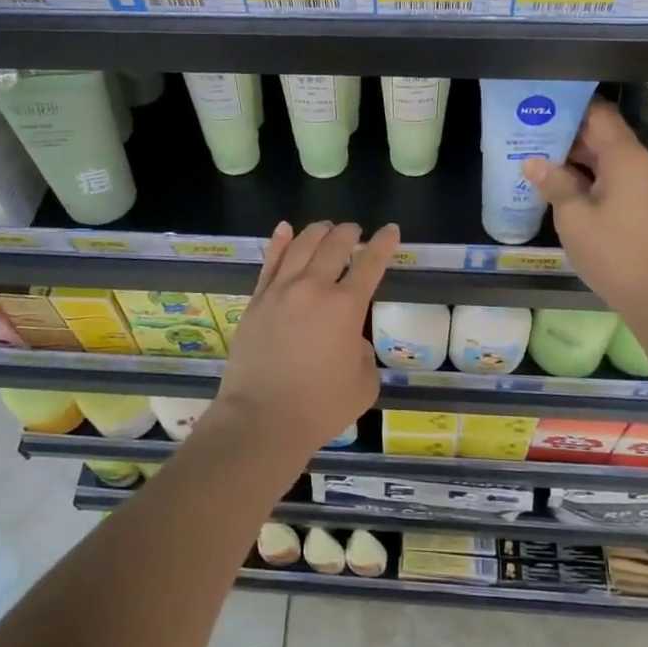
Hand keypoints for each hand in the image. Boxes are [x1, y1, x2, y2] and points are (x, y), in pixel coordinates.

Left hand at [212, 219, 400, 458]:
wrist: (261, 419)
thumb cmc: (320, 407)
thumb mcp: (364, 384)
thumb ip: (363, 353)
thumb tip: (350, 340)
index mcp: (346, 306)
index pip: (371, 263)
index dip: (384, 243)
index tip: (391, 230)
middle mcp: (313, 288)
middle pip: (334, 246)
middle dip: (349, 233)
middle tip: (355, 231)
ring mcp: (280, 291)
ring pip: (301, 246)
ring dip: (317, 232)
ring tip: (326, 227)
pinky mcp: (256, 301)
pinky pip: (270, 262)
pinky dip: (280, 242)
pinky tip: (285, 229)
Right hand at [522, 100, 647, 321]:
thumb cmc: (613, 251)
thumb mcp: (573, 216)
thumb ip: (554, 183)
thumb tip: (531, 161)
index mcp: (624, 158)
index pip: (599, 115)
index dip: (570, 106)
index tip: (540, 103)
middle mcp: (636, 164)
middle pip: (601, 134)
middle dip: (566, 130)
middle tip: (528, 128)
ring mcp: (639, 185)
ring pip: (603, 157)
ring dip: (572, 155)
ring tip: (534, 152)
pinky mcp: (637, 204)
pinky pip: (608, 176)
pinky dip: (584, 175)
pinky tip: (555, 181)